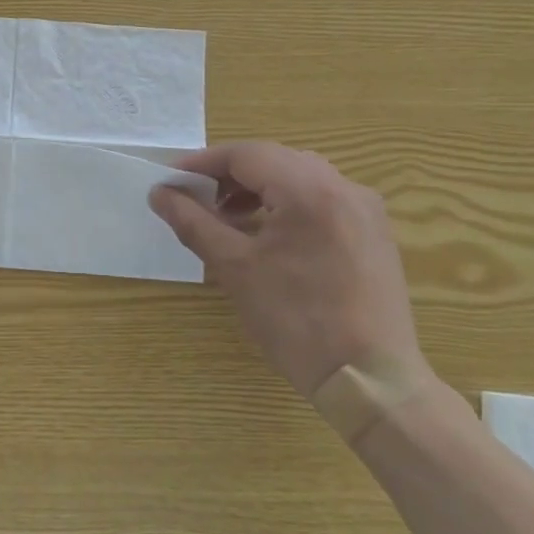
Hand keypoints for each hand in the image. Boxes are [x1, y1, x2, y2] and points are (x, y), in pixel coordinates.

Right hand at [150, 141, 427, 399]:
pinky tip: (267, 234)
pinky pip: (322, 199)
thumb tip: (160, 193)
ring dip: (258, 188)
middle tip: (194, 199)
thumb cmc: (295, 320)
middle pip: (274, 160)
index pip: (246, 154)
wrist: (369, 379)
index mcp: (309, 190)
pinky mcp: (373, 233)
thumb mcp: (234, 268)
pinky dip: (286, 204)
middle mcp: (344, 187)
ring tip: (227, 218)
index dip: (202, 163)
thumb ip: (193, 222)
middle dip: (229, 175)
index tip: (171, 181)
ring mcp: (365, 209)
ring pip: (299, 177)